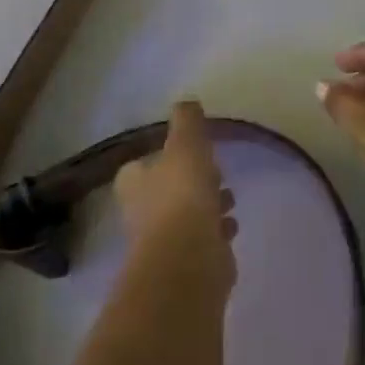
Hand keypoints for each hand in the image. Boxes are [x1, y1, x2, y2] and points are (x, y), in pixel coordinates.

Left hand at [115, 100, 237, 270]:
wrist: (189, 258)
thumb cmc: (182, 194)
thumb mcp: (186, 144)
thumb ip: (187, 121)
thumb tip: (187, 102)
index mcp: (133, 182)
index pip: (142, 165)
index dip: (164, 157)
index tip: (189, 152)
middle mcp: (141, 212)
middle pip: (166, 191)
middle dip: (190, 182)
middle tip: (215, 173)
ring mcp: (161, 241)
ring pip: (186, 216)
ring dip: (207, 206)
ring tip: (230, 199)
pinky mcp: (184, 263)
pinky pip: (201, 240)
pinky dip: (215, 231)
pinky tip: (231, 227)